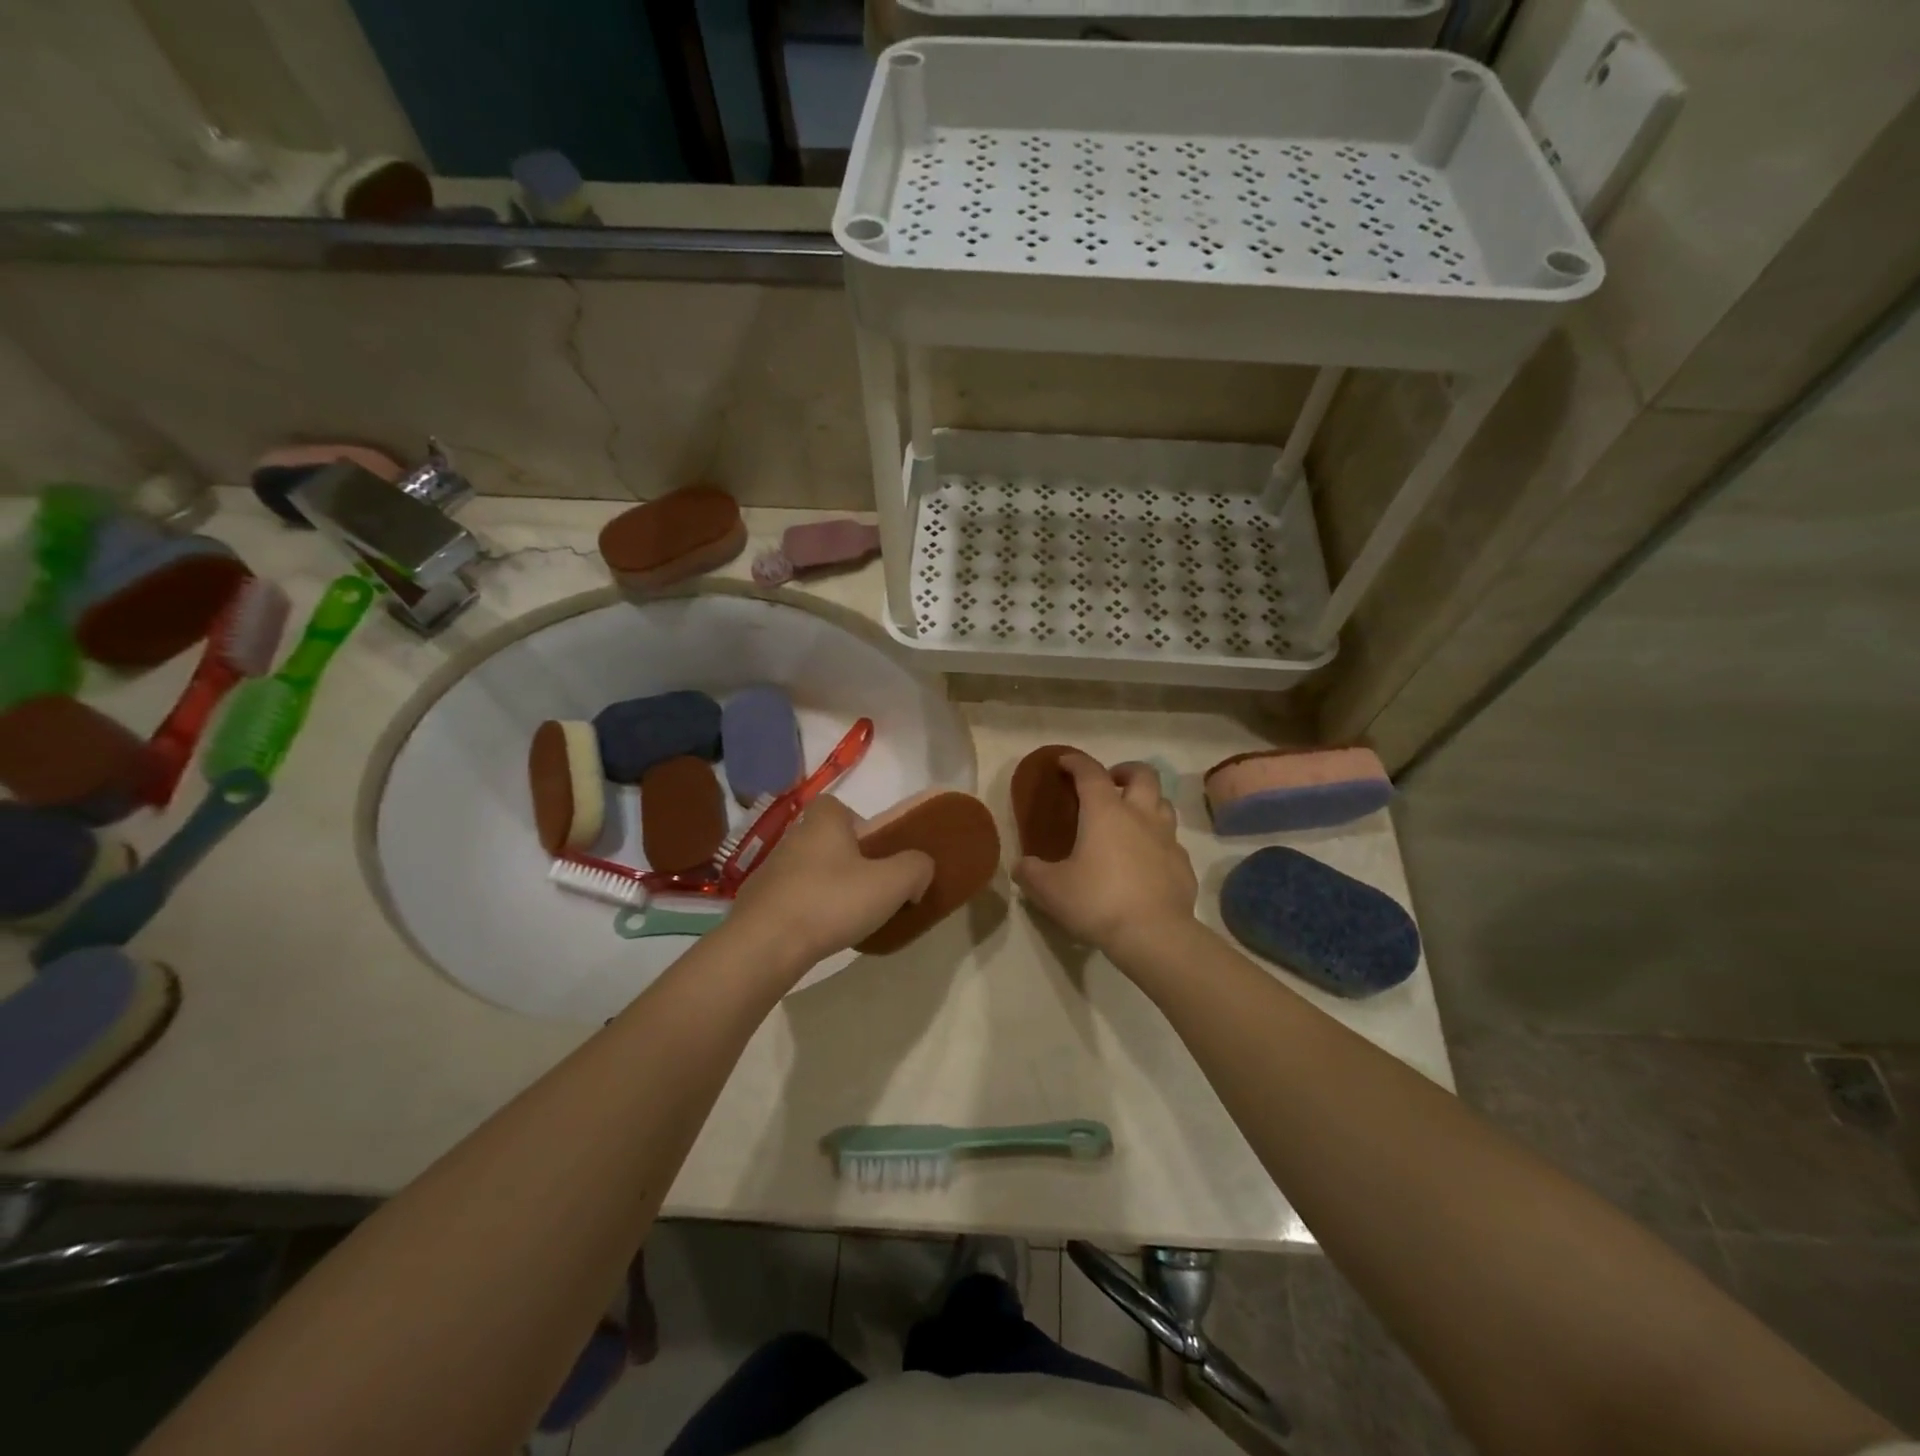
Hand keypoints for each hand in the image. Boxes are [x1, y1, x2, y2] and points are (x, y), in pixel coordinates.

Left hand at [728, 795, 933, 970]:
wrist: (765, 945)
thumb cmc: (831, 902)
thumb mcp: (892, 883)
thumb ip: (916, 868)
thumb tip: (919, 871)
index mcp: (822, 822)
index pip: (837, 806)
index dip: (858, 824)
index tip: (874, 853)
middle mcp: (792, 838)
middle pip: (825, 840)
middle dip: (846, 860)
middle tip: (868, 888)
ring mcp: (769, 871)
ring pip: (808, 870)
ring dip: (826, 887)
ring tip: (846, 917)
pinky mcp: (756, 902)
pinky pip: (790, 899)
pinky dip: (805, 911)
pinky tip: (818, 934)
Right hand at [1013, 753, 1197, 957]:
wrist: (1154, 935)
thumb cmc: (1097, 901)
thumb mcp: (1050, 889)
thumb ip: (1031, 872)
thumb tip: (1022, 866)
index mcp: (1105, 812)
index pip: (1090, 772)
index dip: (1076, 762)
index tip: (1065, 762)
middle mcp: (1140, 815)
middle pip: (1142, 775)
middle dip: (1124, 771)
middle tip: (1109, 784)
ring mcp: (1167, 839)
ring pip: (1163, 804)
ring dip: (1147, 803)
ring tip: (1130, 819)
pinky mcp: (1183, 864)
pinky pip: (1171, 841)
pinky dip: (1157, 841)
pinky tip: (1145, 860)